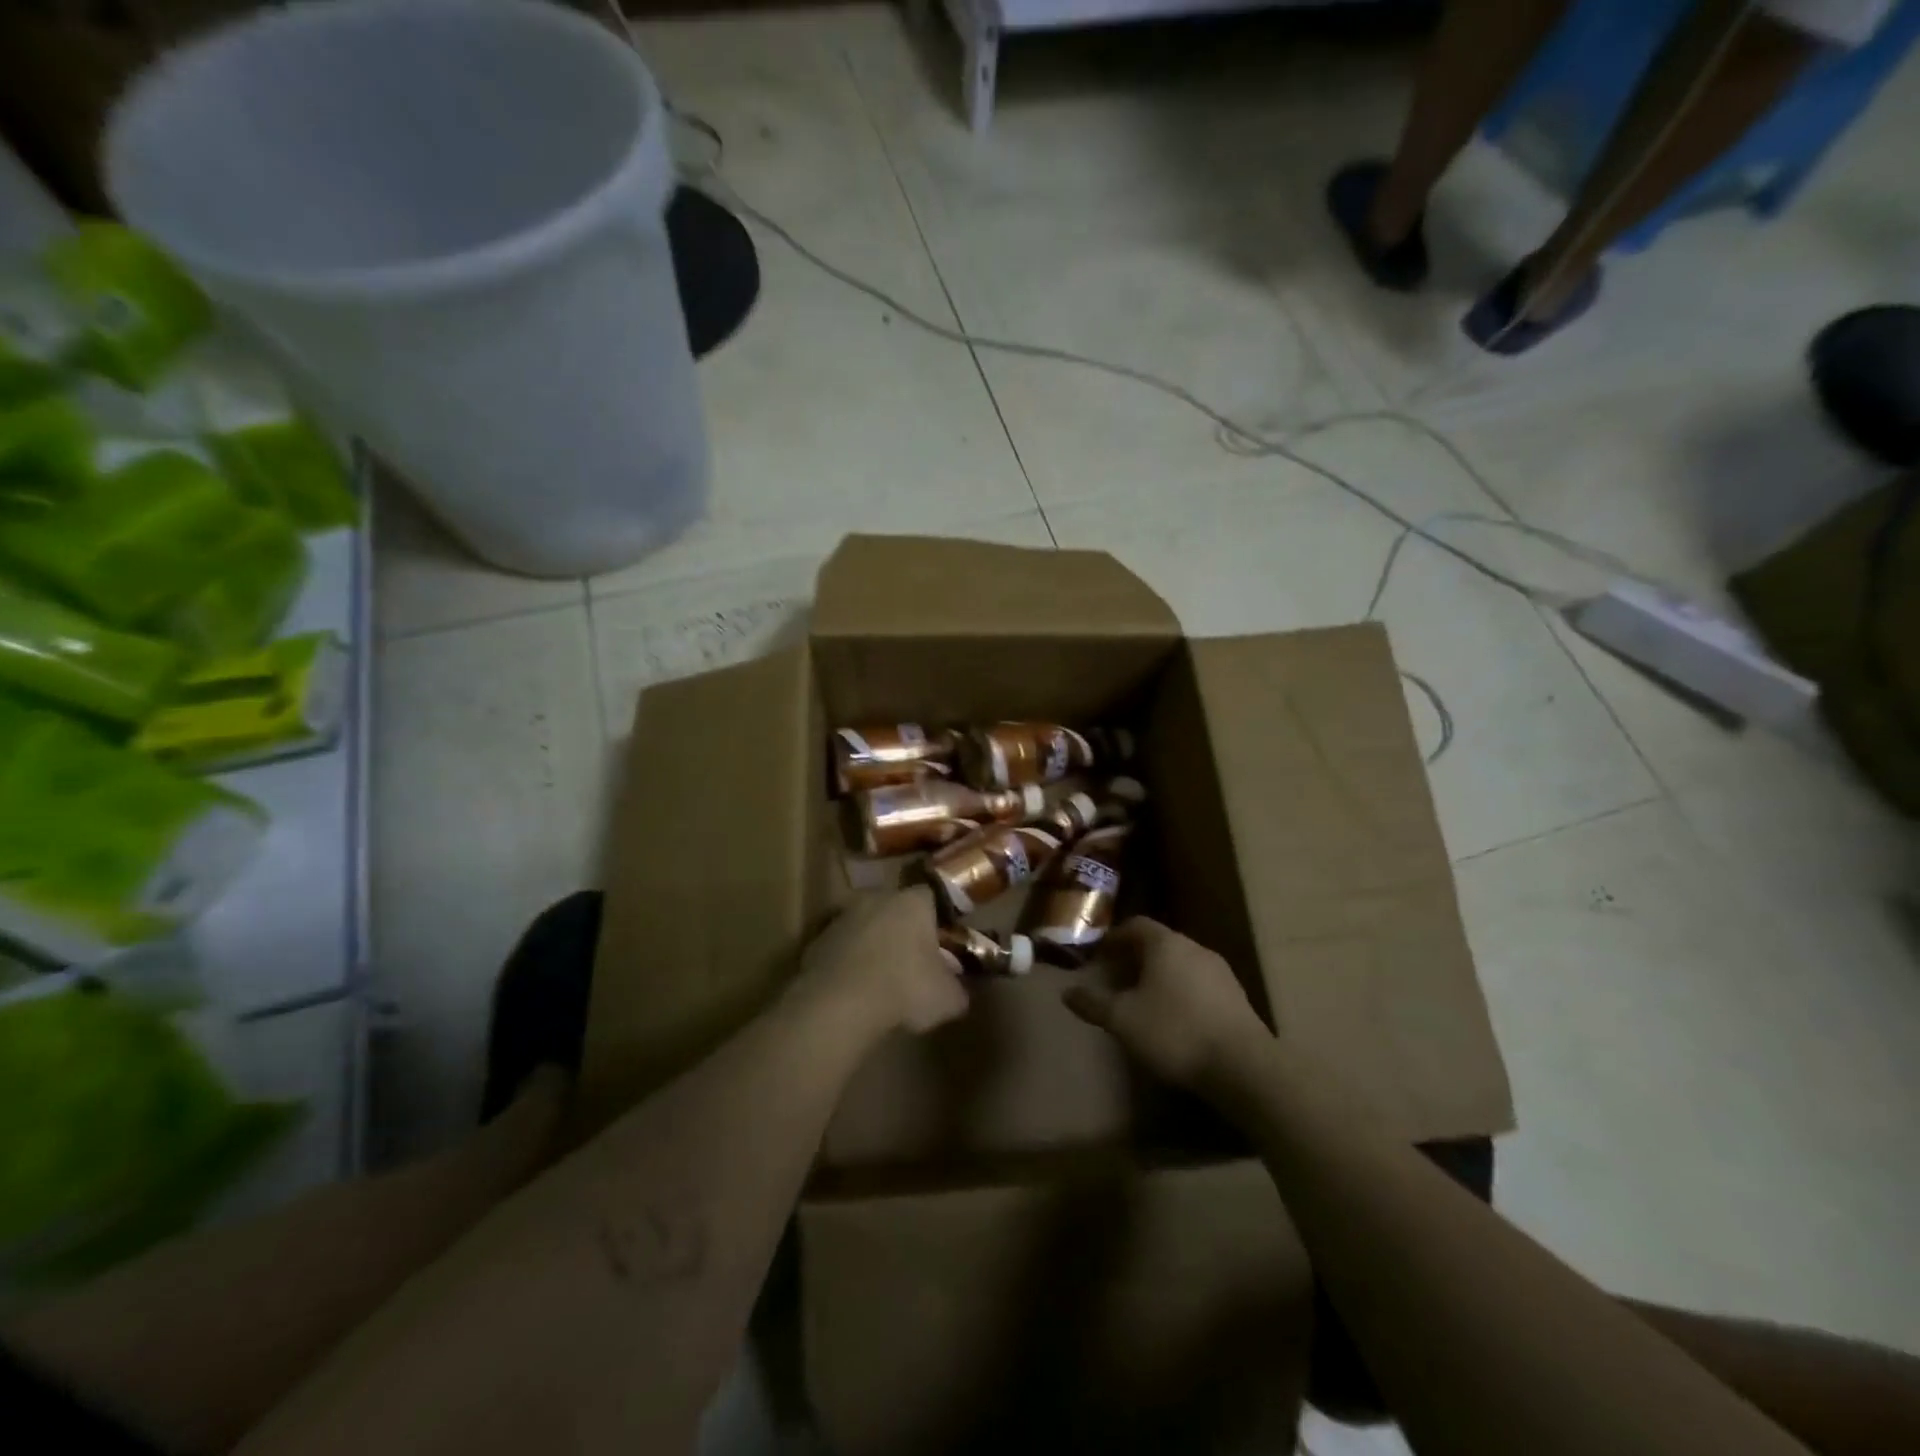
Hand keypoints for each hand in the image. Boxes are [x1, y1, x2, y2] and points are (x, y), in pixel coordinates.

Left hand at [799, 887, 967, 1035]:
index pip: (932, 897)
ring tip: (882, 981)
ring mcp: (843, 917)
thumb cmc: (904, 990)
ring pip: (866, 926)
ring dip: (874, 945)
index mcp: (913, 902)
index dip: (938, 919)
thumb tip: (959, 991)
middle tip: (913, 962)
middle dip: (904, 930)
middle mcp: (877, 898)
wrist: (839, 1005)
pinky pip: (842, 948)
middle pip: (896, 908)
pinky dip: (849, 963)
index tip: (943, 943)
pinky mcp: (817, 941)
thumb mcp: (949, 999)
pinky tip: (855, 991)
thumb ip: (958, 988)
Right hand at [1063, 918, 1269, 1088]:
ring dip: (1160, 976)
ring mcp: (1220, 972)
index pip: (1136, 925)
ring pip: (1181, 964)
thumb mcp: (1123, 1020)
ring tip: (1142, 1000)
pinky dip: (1181, 992)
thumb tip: (1067, 993)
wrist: (1243, 1067)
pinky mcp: (1236, 998)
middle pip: (1159, 943)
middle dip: (1135, 958)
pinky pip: (1199, 984)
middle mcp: (1194, 948)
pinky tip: (1174, 1019)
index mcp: (1166, 944)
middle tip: (1115, 979)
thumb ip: (1093, 1004)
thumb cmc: (1175, 1032)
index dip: (1114, 938)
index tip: (1098, 955)